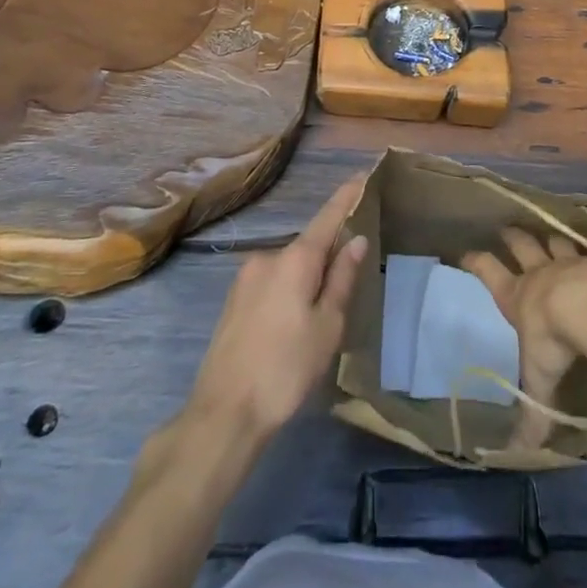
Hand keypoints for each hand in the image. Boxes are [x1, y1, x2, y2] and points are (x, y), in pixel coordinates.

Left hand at [185, 176, 368, 442]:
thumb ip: (342, 278)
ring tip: (320, 316)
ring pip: (289, 267)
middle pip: (308, 245)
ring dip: (307, 278)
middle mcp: (268, 257)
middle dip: (329, 254)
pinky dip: (288, 290)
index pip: (328, 217)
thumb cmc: (286, 369)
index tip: (362, 175)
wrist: (223, 412)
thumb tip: (356, 239)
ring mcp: (246, 277)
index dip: (346, 196)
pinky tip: (292, 325)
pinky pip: (271, 282)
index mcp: (295, 258)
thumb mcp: (327, 326)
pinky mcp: (234, 299)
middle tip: (350, 281)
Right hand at [462, 229, 586, 445]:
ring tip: (550, 236)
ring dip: (552, 240)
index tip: (466, 253)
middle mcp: (541, 273)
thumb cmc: (554, 339)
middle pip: (522, 246)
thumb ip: (532, 413)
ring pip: (556, 242)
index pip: (489, 272)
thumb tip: (518, 454)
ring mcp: (571, 262)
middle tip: (506, 229)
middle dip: (513, 238)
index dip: (477, 262)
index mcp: (518, 296)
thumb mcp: (539, 378)